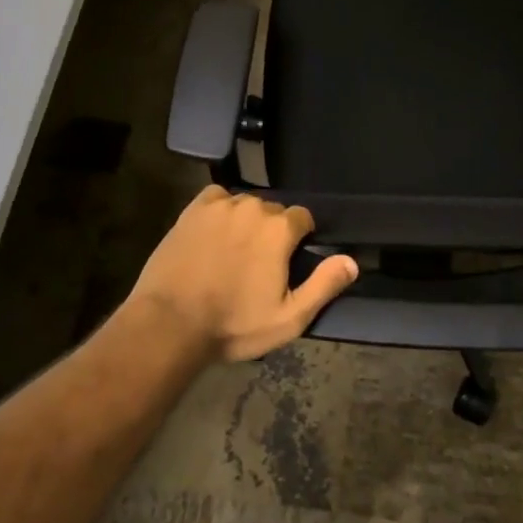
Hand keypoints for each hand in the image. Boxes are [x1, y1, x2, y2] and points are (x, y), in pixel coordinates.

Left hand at [126, 186, 358, 361]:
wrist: (170, 323)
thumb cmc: (233, 324)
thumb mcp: (288, 318)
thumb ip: (323, 285)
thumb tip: (352, 261)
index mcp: (280, 229)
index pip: (303, 218)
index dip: (300, 239)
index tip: (289, 261)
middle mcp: (253, 206)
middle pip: (273, 211)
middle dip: (272, 232)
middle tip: (259, 263)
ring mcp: (221, 205)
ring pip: (246, 205)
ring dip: (246, 222)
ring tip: (234, 252)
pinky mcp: (194, 209)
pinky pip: (218, 198)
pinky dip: (221, 211)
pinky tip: (214, 233)